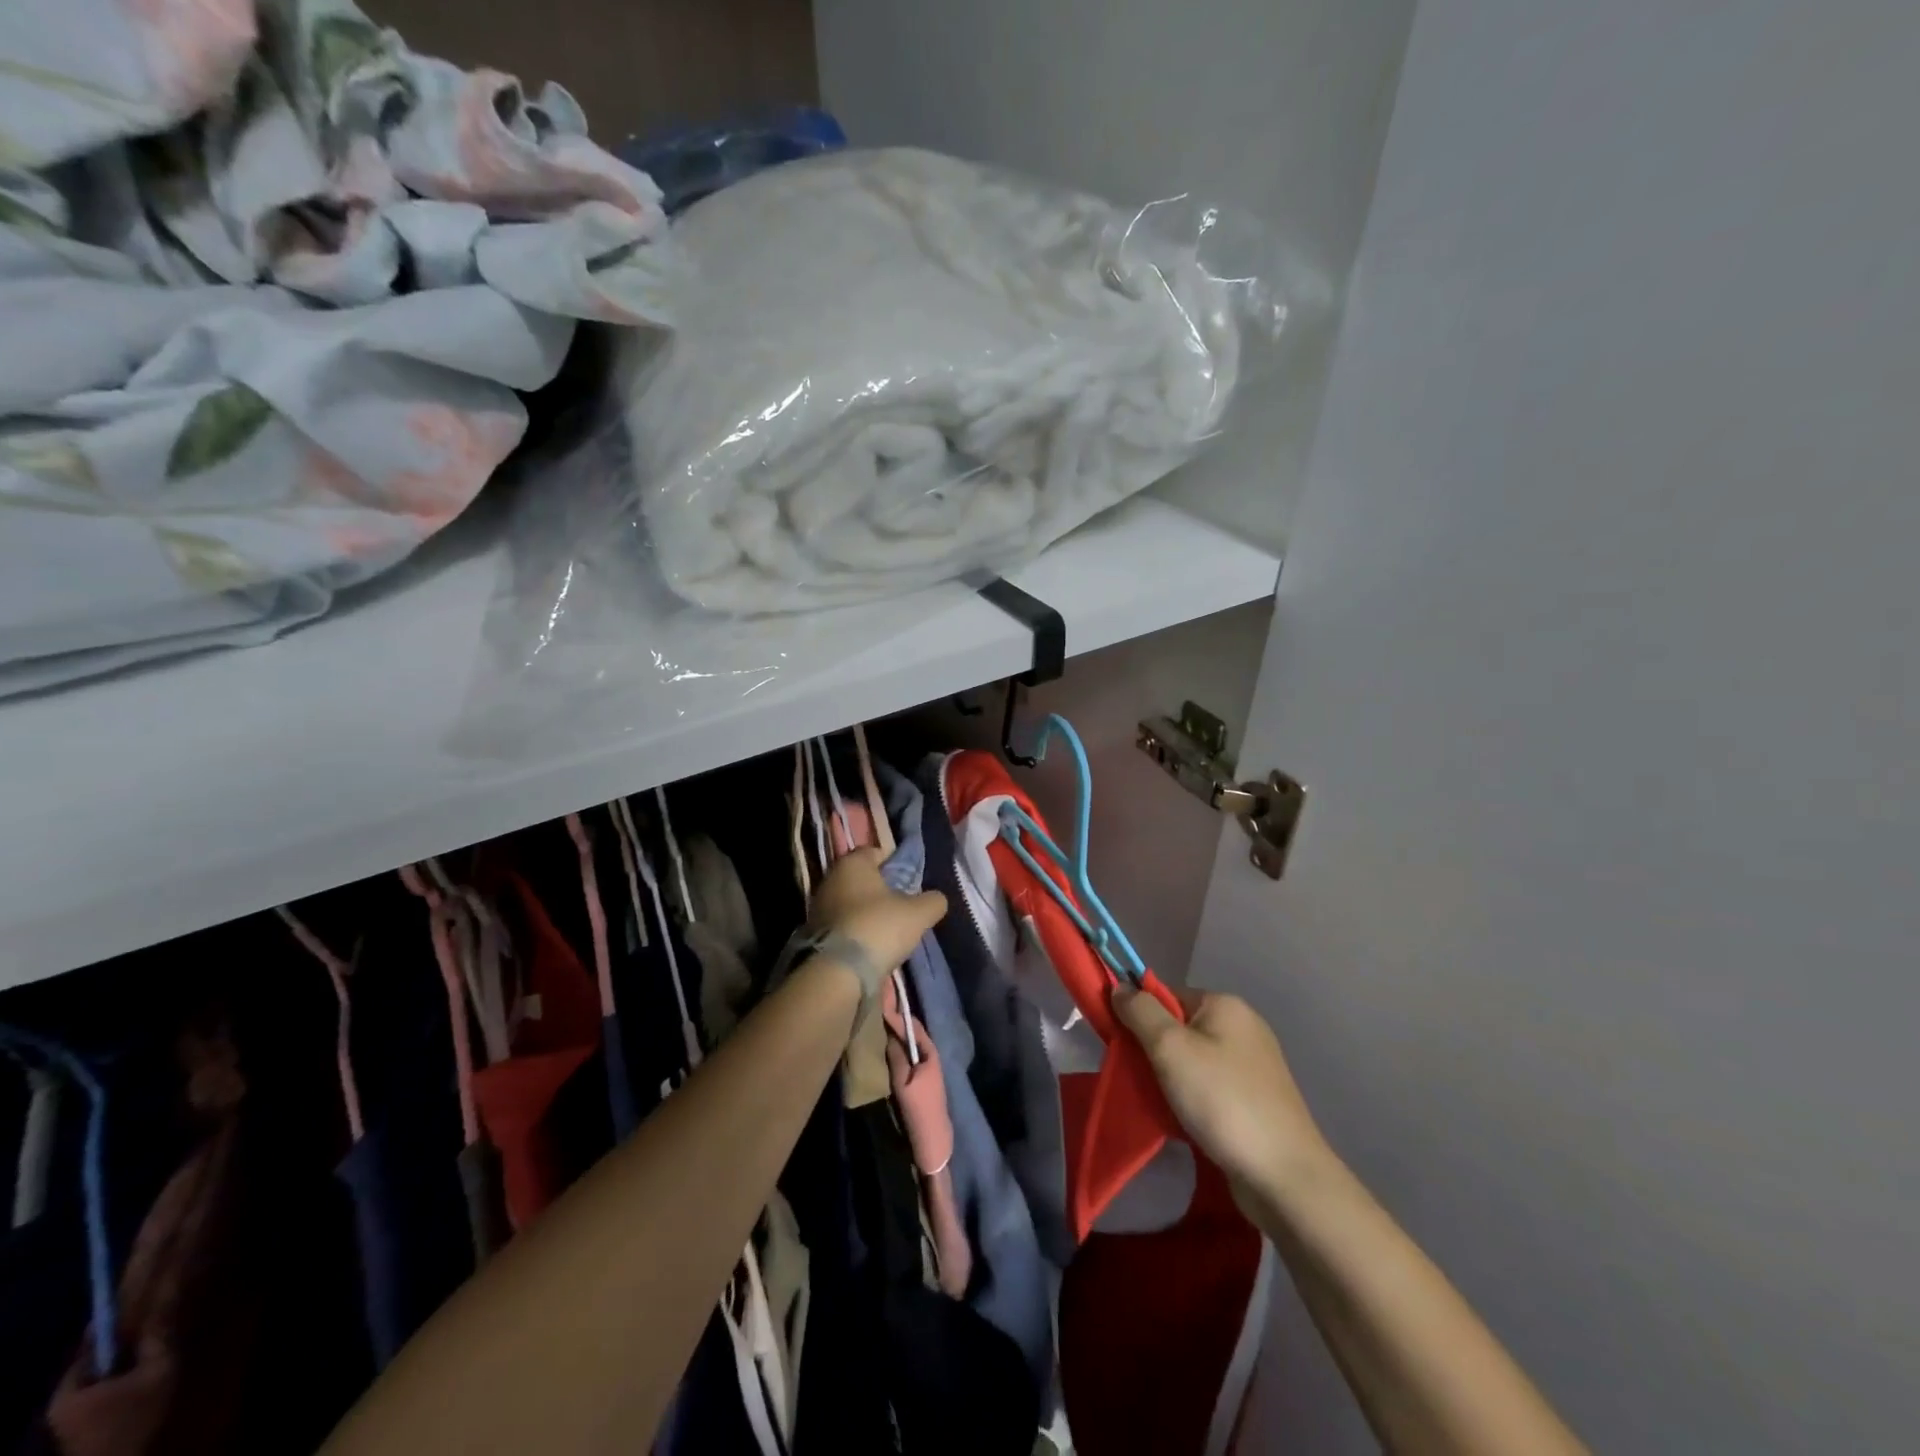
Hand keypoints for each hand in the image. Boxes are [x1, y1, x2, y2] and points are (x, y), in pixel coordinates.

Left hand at [809, 847, 947, 974]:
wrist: (836, 973)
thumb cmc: (878, 928)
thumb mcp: (918, 914)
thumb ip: (933, 901)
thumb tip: (936, 899)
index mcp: (852, 863)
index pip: (876, 852)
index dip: (896, 864)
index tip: (911, 883)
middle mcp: (830, 878)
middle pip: (863, 879)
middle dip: (882, 890)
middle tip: (903, 907)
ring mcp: (818, 906)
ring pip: (851, 902)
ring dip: (868, 913)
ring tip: (889, 931)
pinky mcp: (813, 933)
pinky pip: (842, 924)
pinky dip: (856, 931)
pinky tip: (870, 946)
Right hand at [1112, 984, 1336, 1205]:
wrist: (1284, 1177)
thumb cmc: (1222, 1101)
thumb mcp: (1170, 1048)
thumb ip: (1140, 1012)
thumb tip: (1119, 987)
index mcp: (1225, 1005)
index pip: (1167, 995)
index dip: (1140, 1016)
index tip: (1121, 1045)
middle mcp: (1243, 1027)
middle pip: (1179, 1027)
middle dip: (1154, 1051)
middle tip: (1137, 1078)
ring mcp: (1253, 1065)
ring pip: (1192, 1060)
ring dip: (1170, 1078)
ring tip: (1157, 1103)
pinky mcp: (1257, 1099)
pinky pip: (1209, 1086)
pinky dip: (1191, 1098)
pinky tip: (1182, 1120)